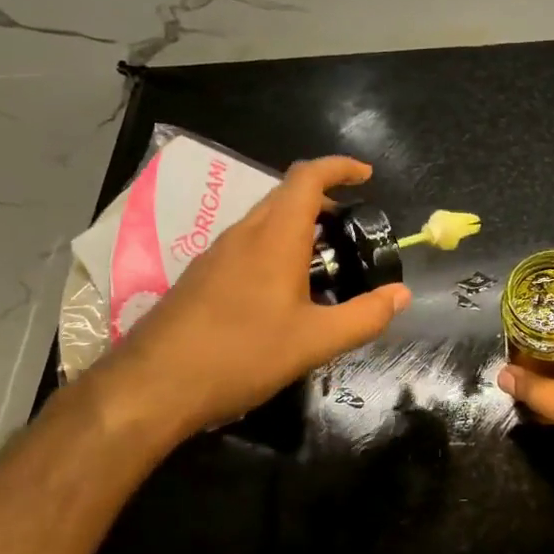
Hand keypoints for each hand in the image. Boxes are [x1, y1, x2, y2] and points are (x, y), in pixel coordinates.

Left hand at [83, 155, 410, 451]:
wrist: (152, 386)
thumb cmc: (241, 354)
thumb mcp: (315, 341)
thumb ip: (364, 316)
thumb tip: (401, 295)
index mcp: (274, 236)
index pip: (308, 177)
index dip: (340, 167)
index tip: (367, 176)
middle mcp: (243, 234)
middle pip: (286, 195)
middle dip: (324, 201)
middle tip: (353, 231)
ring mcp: (217, 254)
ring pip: (265, 221)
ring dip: (299, 227)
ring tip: (325, 264)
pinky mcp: (201, 276)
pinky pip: (248, 245)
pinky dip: (276, 248)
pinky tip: (284, 293)